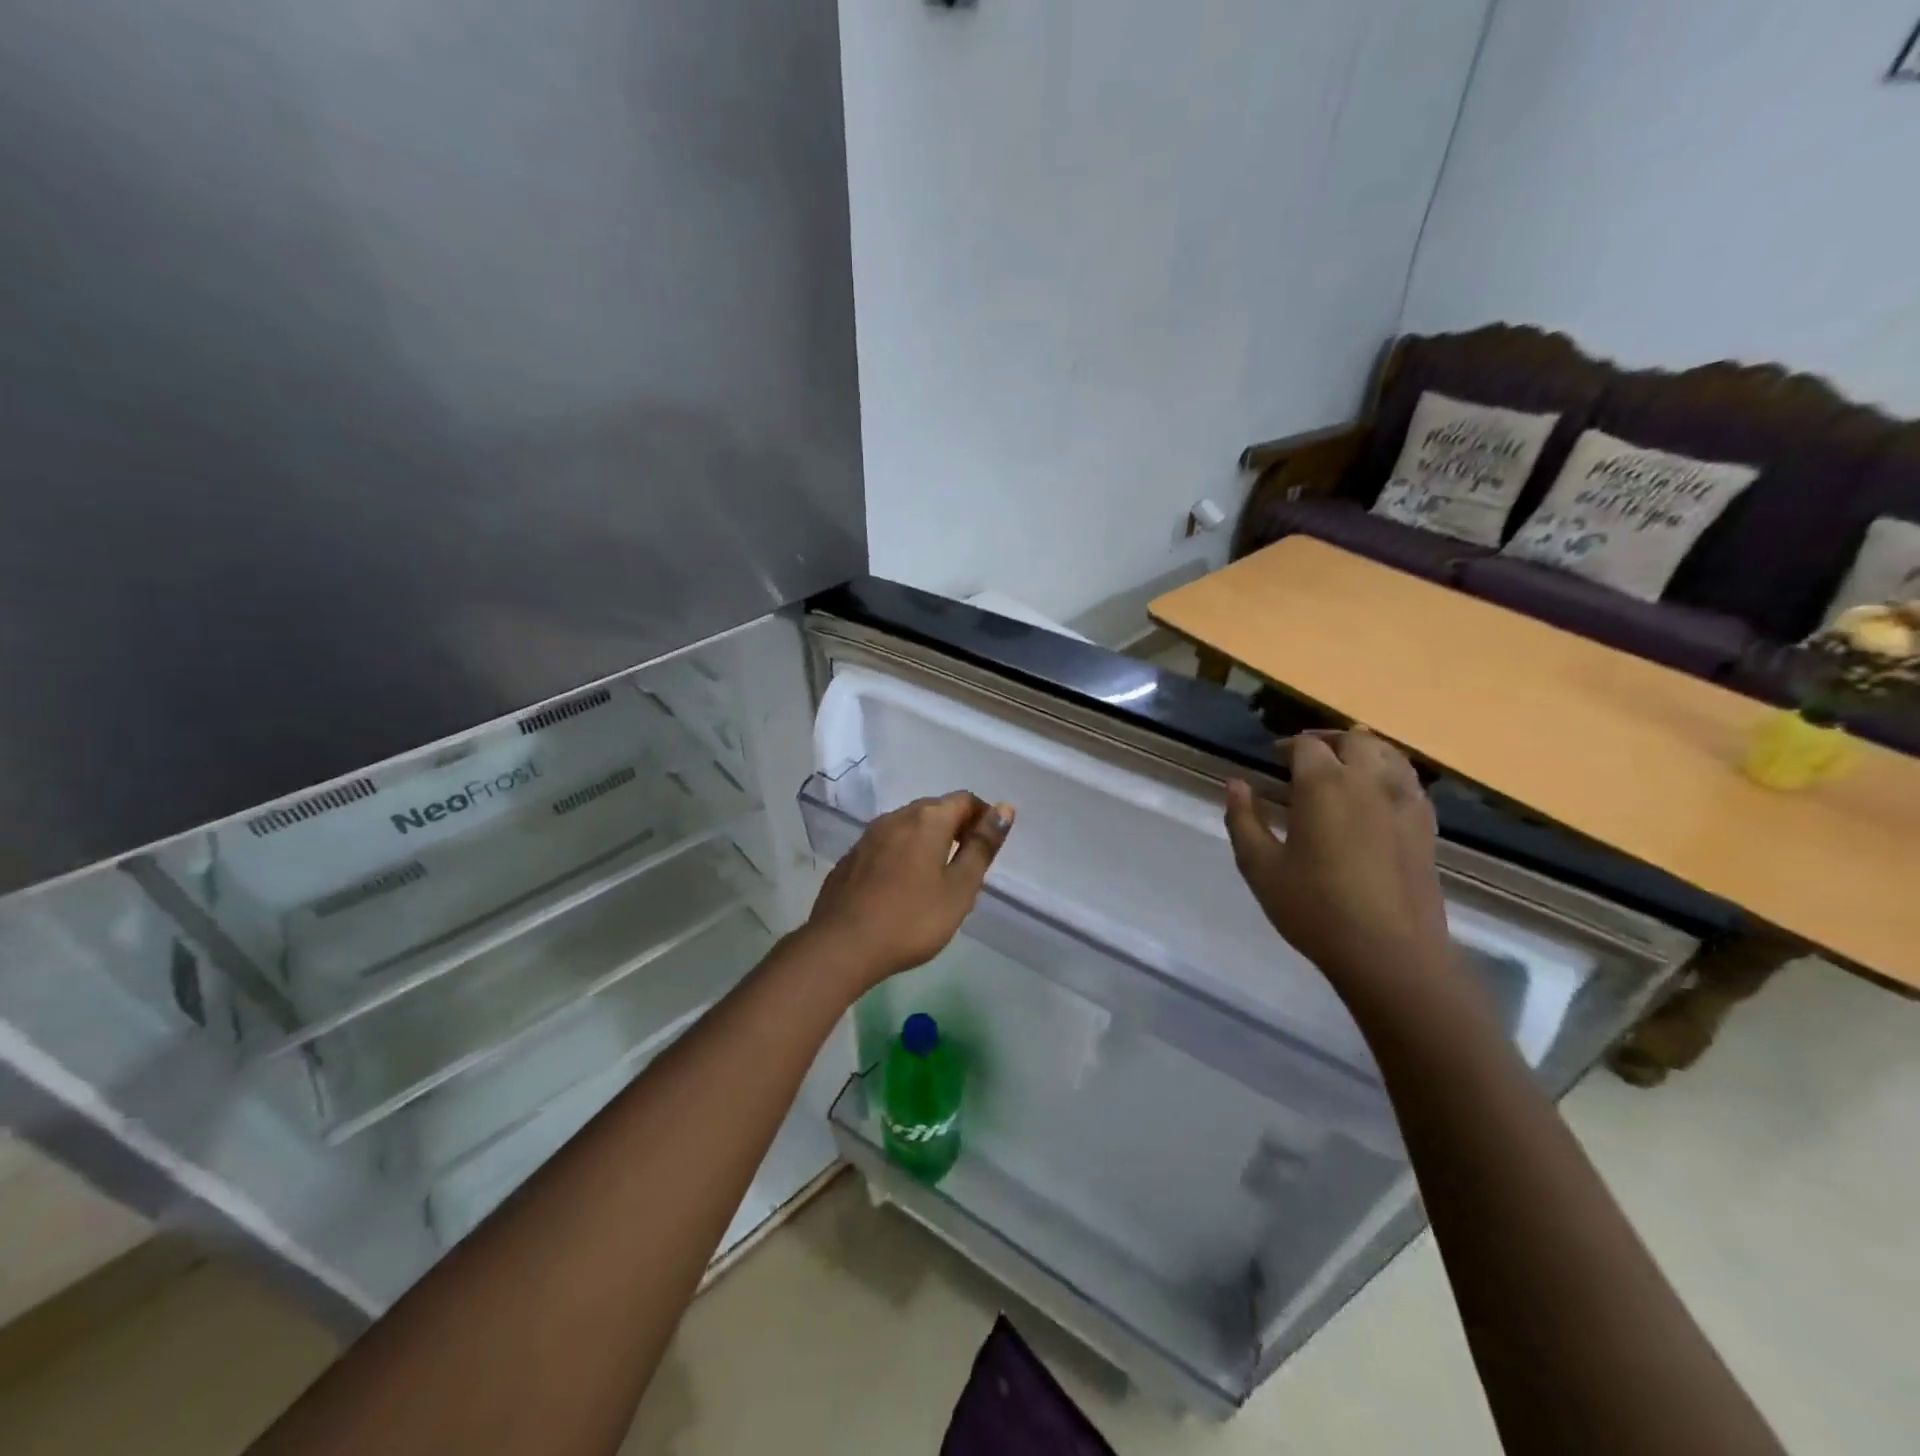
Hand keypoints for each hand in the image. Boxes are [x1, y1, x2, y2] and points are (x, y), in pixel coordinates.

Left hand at [800, 792, 1014, 992]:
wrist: (841, 945)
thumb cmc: (912, 919)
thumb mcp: (959, 888)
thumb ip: (982, 847)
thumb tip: (1004, 808)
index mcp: (927, 820)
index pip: (964, 800)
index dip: (983, 816)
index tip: (989, 845)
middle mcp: (895, 817)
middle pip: (934, 809)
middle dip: (955, 826)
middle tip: (968, 862)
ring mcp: (868, 837)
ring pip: (907, 826)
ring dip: (927, 840)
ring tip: (937, 875)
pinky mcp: (850, 858)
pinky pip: (886, 845)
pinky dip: (902, 854)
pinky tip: (902, 886)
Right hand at [1224, 731, 1449, 989]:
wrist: (1390, 953)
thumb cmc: (1315, 908)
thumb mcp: (1260, 867)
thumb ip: (1244, 820)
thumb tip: (1236, 784)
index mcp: (1324, 785)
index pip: (1305, 746)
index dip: (1286, 747)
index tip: (1271, 761)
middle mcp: (1369, 781)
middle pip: (1353, 739)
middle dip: (1327, 742)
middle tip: (1306, 759)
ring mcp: (1404, 801)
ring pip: (1388, 754)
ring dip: (1363, 752)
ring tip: (1343, 769)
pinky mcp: (1427, 826)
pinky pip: (1410, 782)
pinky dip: (1389, 775)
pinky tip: (1375, 798)